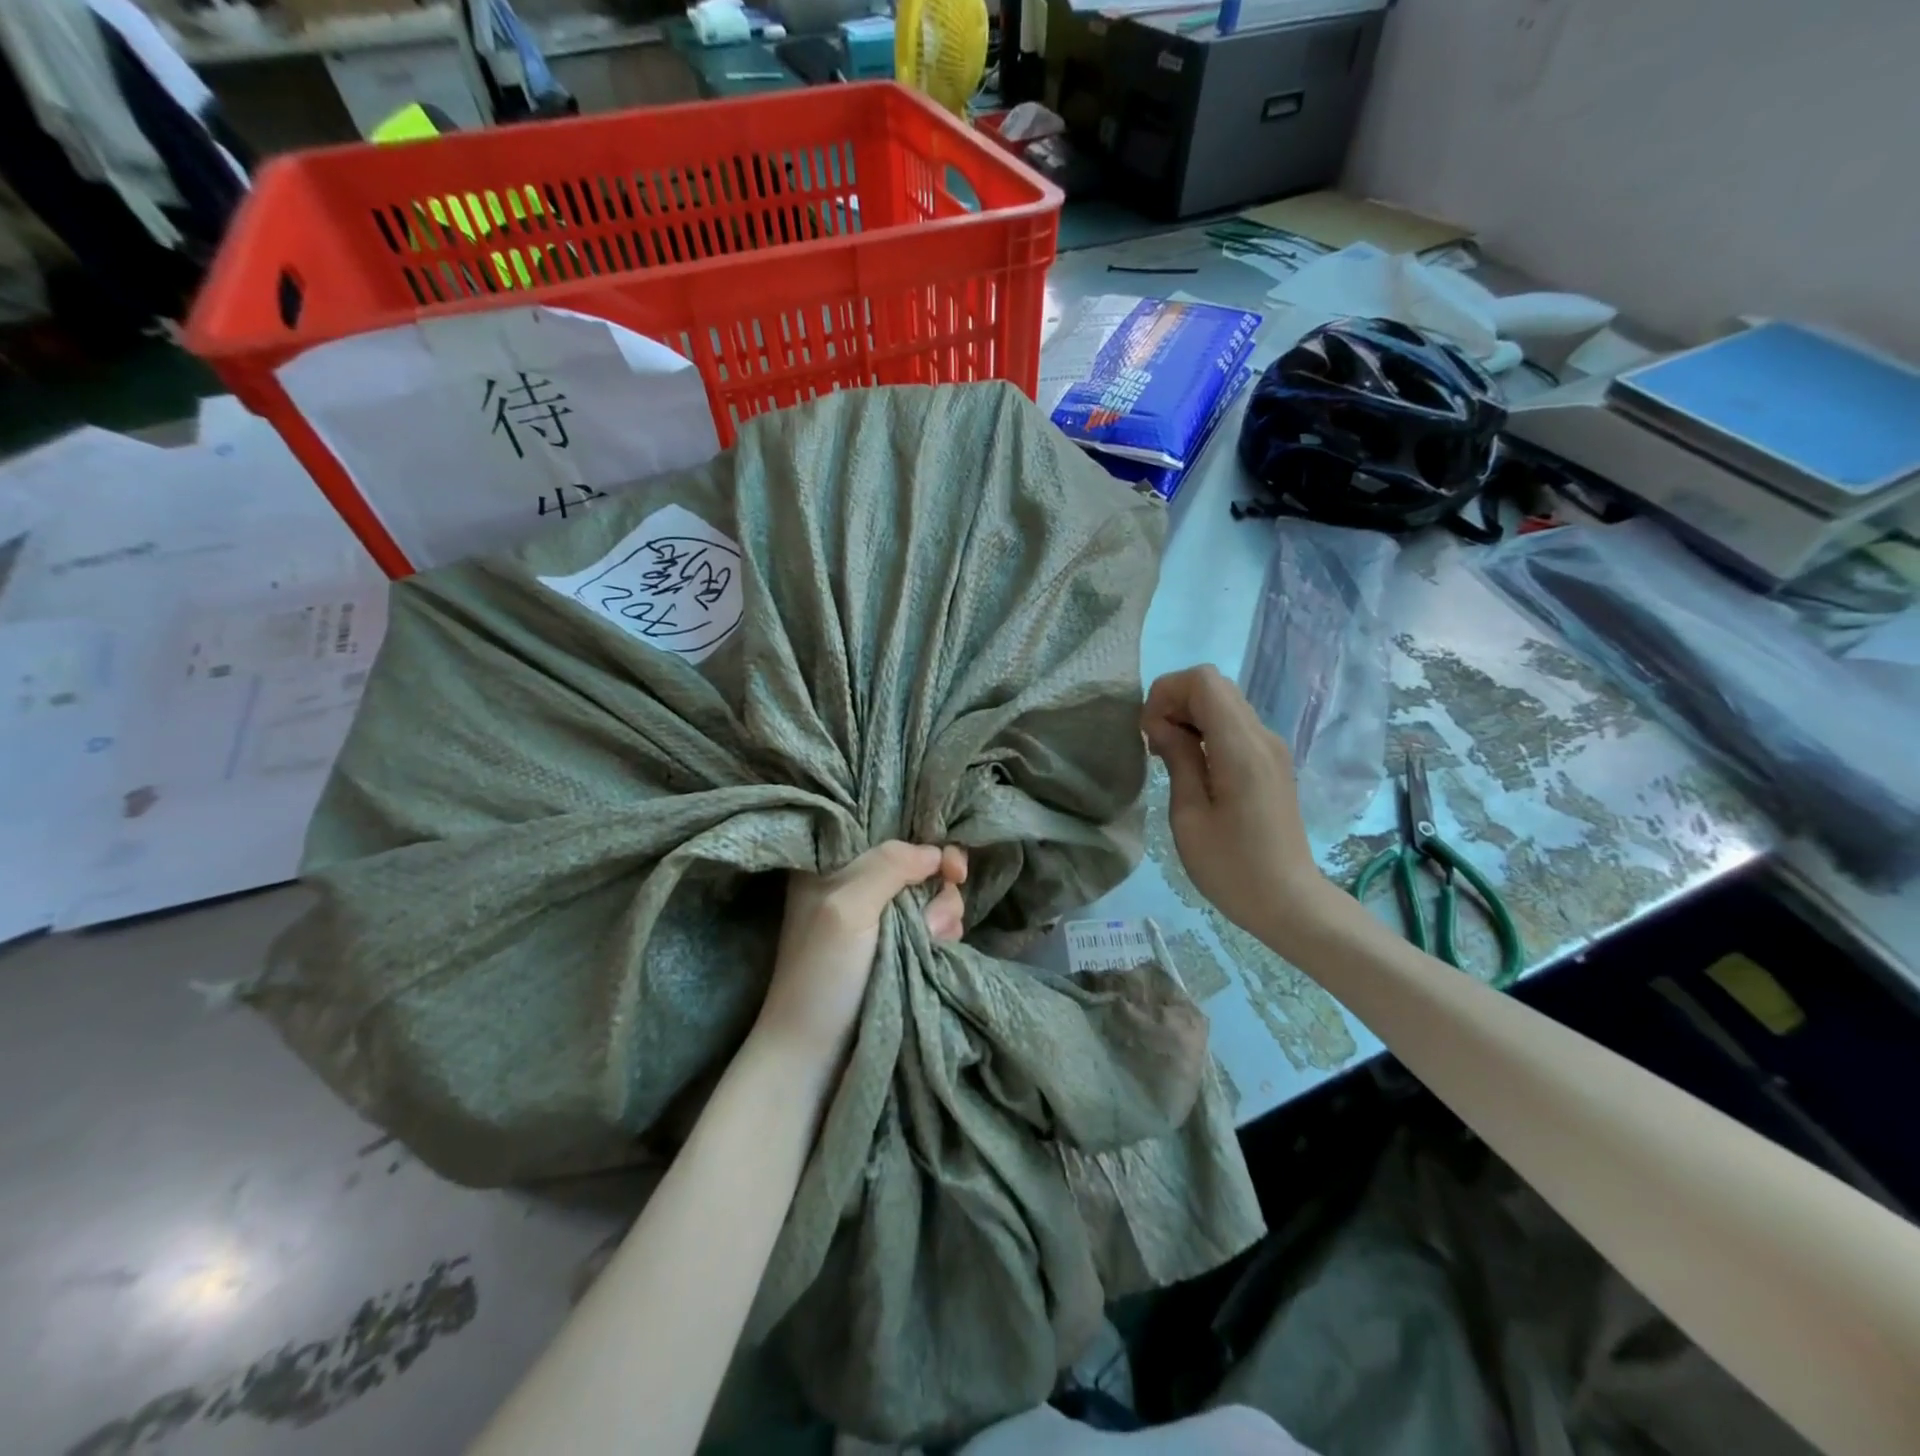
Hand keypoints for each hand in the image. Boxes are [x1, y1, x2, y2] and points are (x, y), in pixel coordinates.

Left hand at [756, 841, 967, 1071]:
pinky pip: (932, 925)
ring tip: (932, 943)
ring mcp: (877, 919)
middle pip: (918, 865)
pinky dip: (941, 935)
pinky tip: (936, 951)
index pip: (890, 834)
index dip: (926, 845)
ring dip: (943, 916)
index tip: (951, 867)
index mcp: (832, 864)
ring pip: (931, 896)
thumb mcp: (848, 907)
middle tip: (935, 920)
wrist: (814, 1054)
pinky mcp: (894, 948)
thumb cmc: (823, 974)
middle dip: (937, 889)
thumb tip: (934, 852)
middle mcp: (856, 884)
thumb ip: (889, 866)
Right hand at [1141, 665, 1332, 950]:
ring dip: (1190, 716)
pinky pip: (1235, 726)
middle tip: (1155, 744)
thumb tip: (1160, 723)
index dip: (1166, 692)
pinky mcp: (1272, 763)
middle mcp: (1262, 737)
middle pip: (1214, 685)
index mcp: (1241, 748)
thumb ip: (1178, 759)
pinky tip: (1193, 765)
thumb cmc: (1231, 867)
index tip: (1149, 732)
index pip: (1203, 680)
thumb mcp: (1189, 816)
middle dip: (1175, 701)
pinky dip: (1207, 730)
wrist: (1290, 902)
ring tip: (1169, 755)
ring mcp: (1272, 748)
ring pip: (1225, 703)